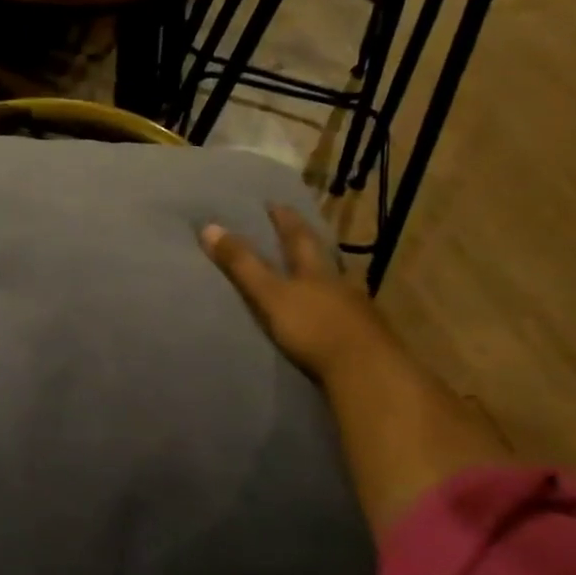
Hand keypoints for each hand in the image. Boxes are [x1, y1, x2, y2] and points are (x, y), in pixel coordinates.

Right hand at [200, 205, 383, 382]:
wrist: (367, 371)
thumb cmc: (313, 328)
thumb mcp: (270, 295)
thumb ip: (242, 265)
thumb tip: (209, 227)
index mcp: (315, 270)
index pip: (298, 237)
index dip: (285, 219)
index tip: (274, 203)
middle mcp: (338, 283)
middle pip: (322, 257)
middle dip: (308, 244)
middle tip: (296, 230)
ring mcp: (355, 310)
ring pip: (336, 285)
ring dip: (323, 277)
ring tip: (310, 274)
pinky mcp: (364, 337)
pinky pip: (344, 314)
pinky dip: (332, 309)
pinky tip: (328, 315)